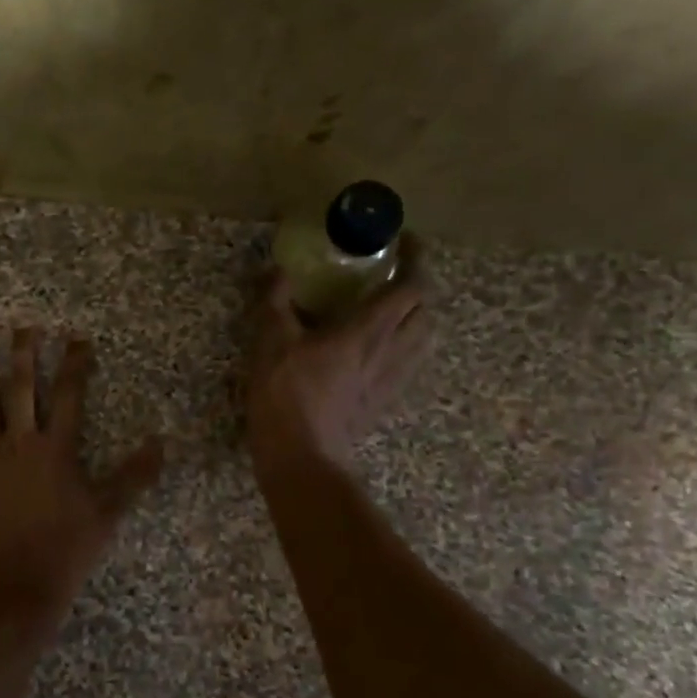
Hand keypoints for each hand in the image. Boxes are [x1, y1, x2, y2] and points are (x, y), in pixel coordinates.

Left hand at [0, 330, 163, 622]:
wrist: (19, 587)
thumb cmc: (67, 548)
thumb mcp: (108, 511)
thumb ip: (135, 475)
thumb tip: (162, 442)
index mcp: (56, 448)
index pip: (69, 395)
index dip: (75, 364)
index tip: (77, 338)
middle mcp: (19, 444)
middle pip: (21, 389)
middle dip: (23, 355)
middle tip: (21, 326)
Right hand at [246, 251, 432, 473]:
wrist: (301, 455)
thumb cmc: (285, 394)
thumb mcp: (270, 341)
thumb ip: (275, 301)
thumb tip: (278, 271)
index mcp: (368, 331)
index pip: (411, 286)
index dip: (416, 259)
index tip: (405, 241)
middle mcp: (390, 352)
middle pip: (426, 311)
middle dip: (418, 287)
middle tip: (393, 276)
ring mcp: (390, 380)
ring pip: (424, 339)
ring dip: (416, 317)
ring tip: (392, 310)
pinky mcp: (383, 401)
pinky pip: (408, 364)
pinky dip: (404, 346)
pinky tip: (379, 350)